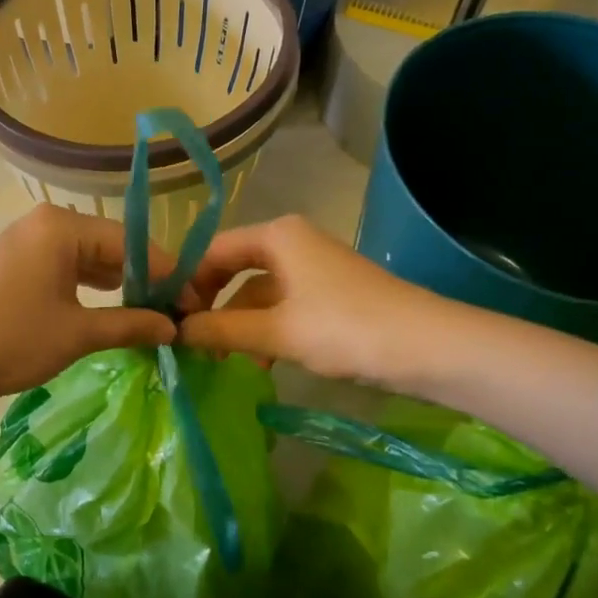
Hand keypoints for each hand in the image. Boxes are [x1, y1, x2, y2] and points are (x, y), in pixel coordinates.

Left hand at [0, 205, 182, 407]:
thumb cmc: (7, 340)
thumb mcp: (75, 334)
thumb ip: (130, 325)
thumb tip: (172, 328)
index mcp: (63, 226)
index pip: (133, 243)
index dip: (169, 275)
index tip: (196, 305)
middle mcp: (48, 222)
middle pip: (112, 245)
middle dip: (146, 279)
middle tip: (177, 313)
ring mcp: (29, 239)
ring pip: (90, 256)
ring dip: (120, 283)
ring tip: (152, 314)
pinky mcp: (17, 260)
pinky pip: (67, 266)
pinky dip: (91, 286)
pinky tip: (112, 307)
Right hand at [178, 215, 448, 391]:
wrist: (429, 348)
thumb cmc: (345, 328)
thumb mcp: (276, 331)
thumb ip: (222, 330)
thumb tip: (175, 331)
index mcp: (277, 235)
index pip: (213, 250)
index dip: (187, 282)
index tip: (168, 318)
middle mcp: (292, 242)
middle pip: (234, 268)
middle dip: (211, 305)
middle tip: (189, 339)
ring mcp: (312, 268)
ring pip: (258, 291)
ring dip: (238, 323)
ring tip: (219, 360)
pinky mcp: (328, 294)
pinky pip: (281, 305)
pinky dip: (265, 329)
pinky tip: (259, 362)